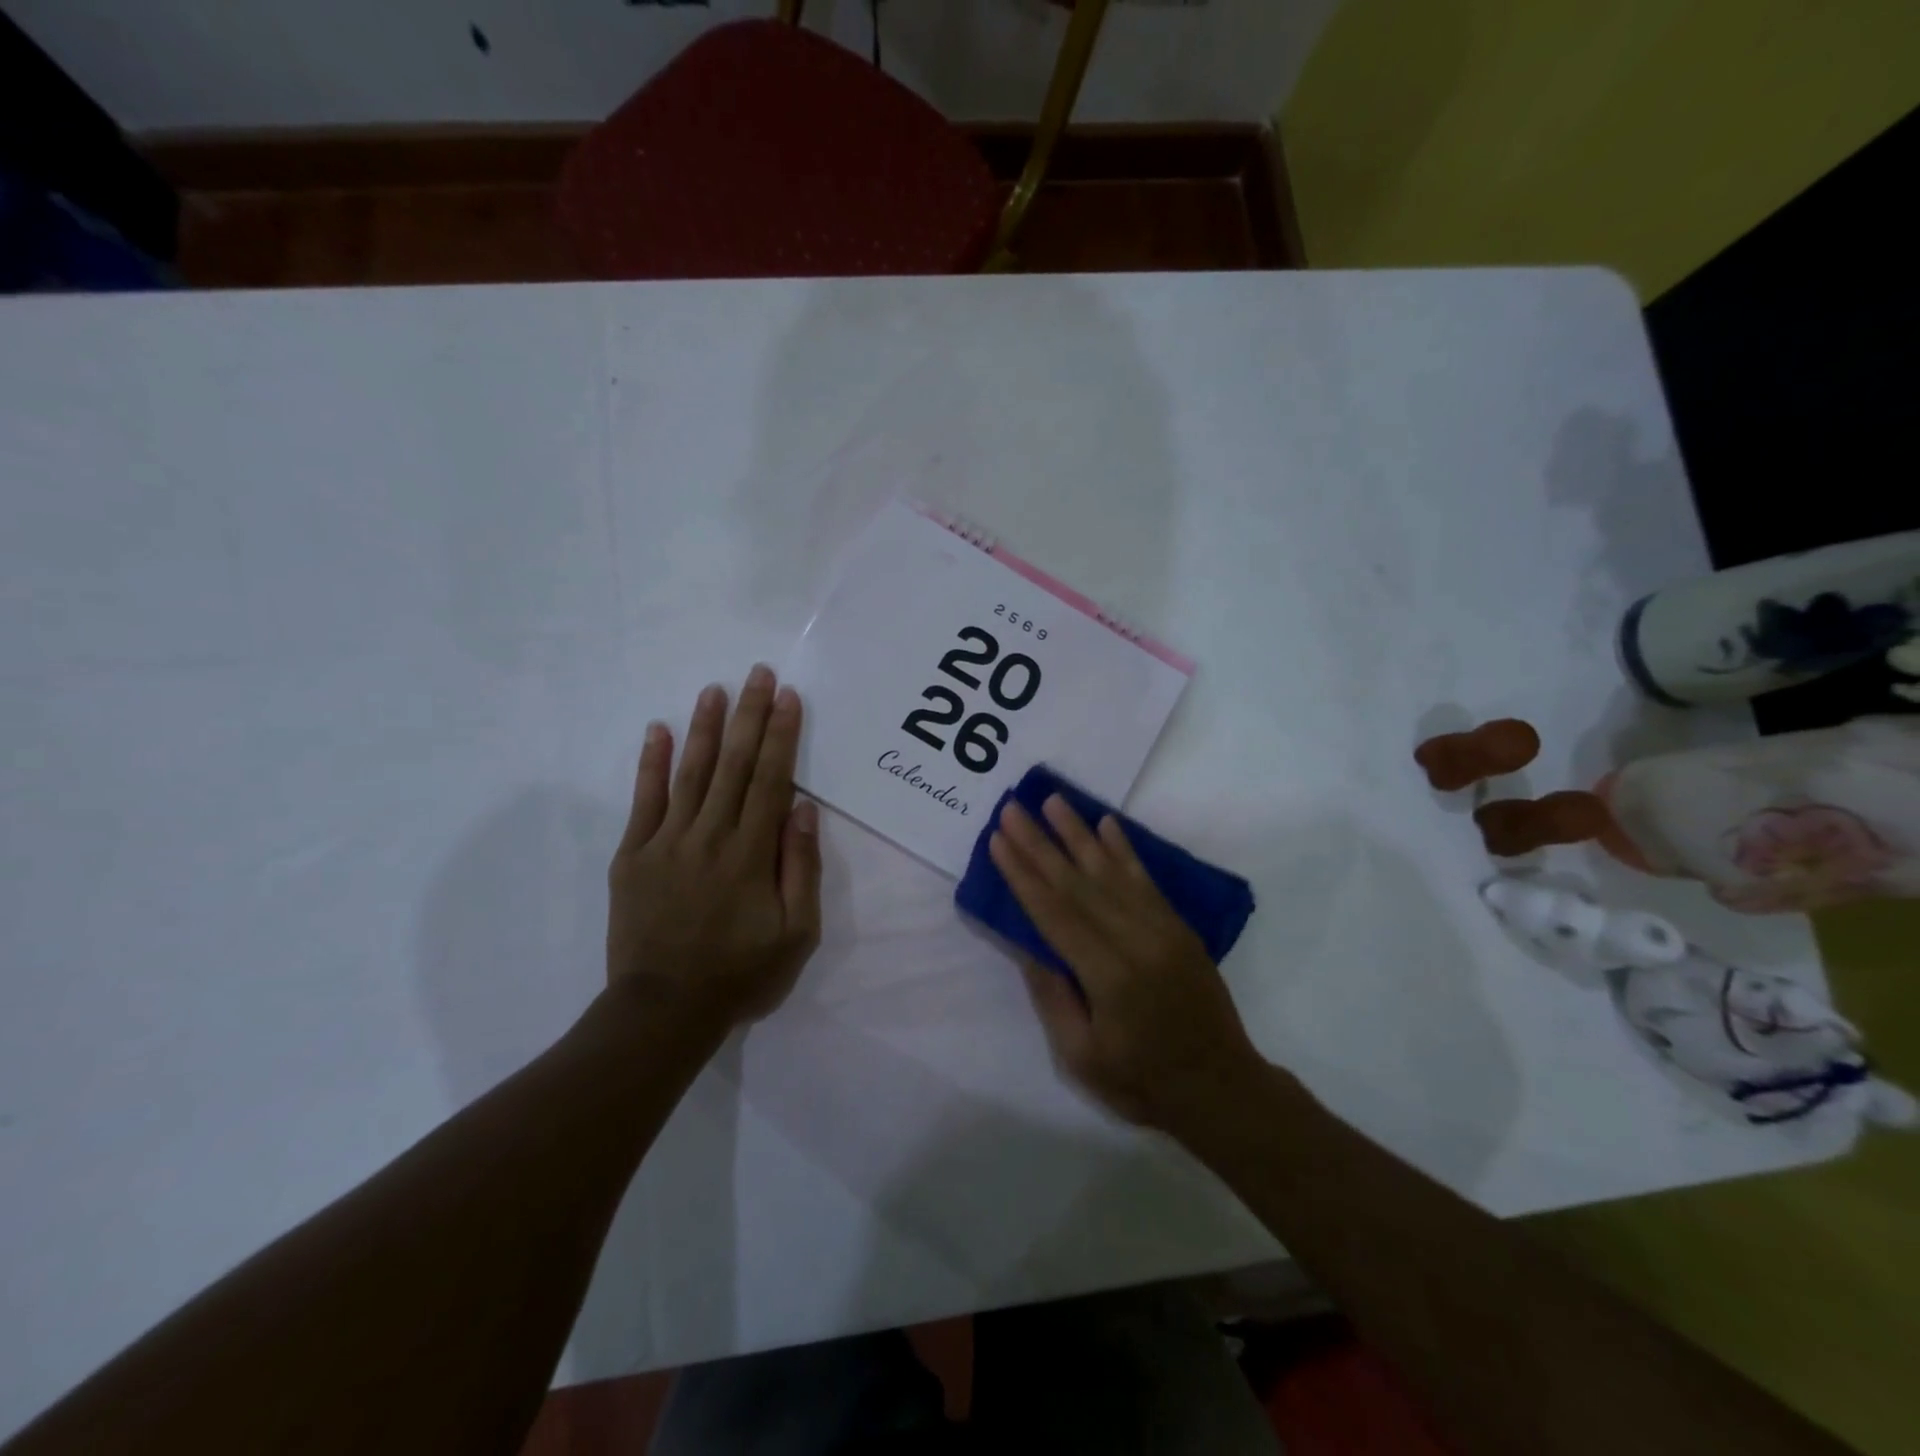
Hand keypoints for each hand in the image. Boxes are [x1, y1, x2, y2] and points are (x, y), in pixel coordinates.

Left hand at [606, 665, 821, 1031]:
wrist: (663, 1011)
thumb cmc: (740, 974)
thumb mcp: (797, 933)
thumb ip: (801, 868)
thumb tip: (803, 809)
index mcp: (751, 854)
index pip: (771, 780)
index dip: (782, 735)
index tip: (789, 698)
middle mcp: (710, 836)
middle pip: (734, 765)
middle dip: (749, 715)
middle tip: (758, 673)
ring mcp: (666, 843)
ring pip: (692, 773)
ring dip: (705, 727)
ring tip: (715, 689)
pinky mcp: (633, 856)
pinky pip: (644, 801)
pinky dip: (652, 764)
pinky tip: (659, 731)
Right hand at [989, 795, 1266, 1133]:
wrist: (1221, 1088)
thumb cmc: (1142, 1082)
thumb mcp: (1082, 1055)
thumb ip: (1053, 995)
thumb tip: (1026, 942)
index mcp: (1109, 975)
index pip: (1055, 912)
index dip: (1023, 874)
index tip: (998, 840)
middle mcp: (1136, 940)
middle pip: (1078, 883)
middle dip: (1040, 843)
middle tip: (1013, 809)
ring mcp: (1163, 929)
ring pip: (1111, 871)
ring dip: (1078, 833)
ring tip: (1052, 800)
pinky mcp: (1179, 927)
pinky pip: (1146, 880)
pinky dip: (1124, 849)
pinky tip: (1107, 824)